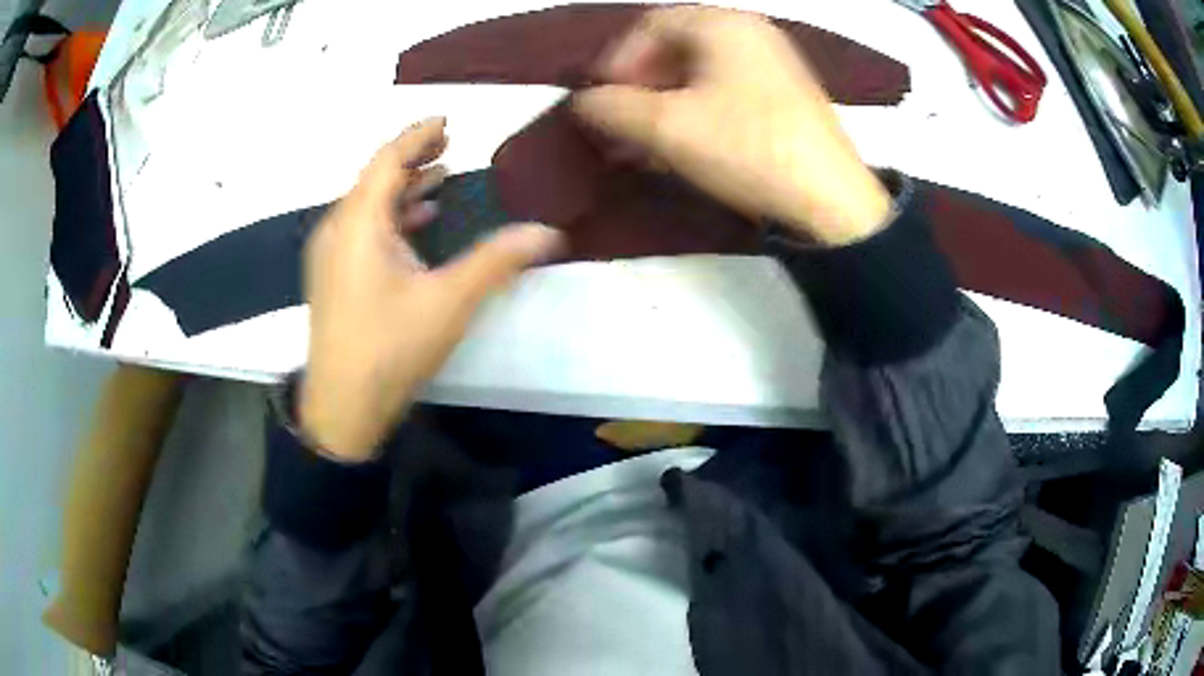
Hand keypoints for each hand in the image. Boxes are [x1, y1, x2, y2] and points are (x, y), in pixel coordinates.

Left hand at [300, 118, 561, 460]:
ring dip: (403, 188)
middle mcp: (338, 228)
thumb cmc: (390, 348)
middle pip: (375, 178)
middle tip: (449, 142)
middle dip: (412, 157)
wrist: (341, 407)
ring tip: (440, 177)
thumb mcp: (449, 301)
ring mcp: (330, 254)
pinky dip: (391, 218)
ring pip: (367, 205)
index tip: (447, 121)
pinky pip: (362, 230)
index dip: (417, 136)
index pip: (387, 160)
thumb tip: (550, 232)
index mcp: (359, 222)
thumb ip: (498, 260)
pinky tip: (417, 225)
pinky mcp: (333, 277)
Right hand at [574, 6, 891, 244]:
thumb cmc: (746, 148)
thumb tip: (583, 101)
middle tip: (620, 123)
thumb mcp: (667, 127)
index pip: (651, 25)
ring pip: (700, 72)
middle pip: (676, 47)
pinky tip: (682, 145)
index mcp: (723, 24)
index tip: (600, 99)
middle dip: (639, 85)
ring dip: (663, 103)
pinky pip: (725, 91)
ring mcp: (773, 64)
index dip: (617, 60)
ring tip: (644, 143)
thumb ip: (612, 108)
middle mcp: (750, 33)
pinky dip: (695, 111)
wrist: (830, 200)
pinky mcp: (785, 96)